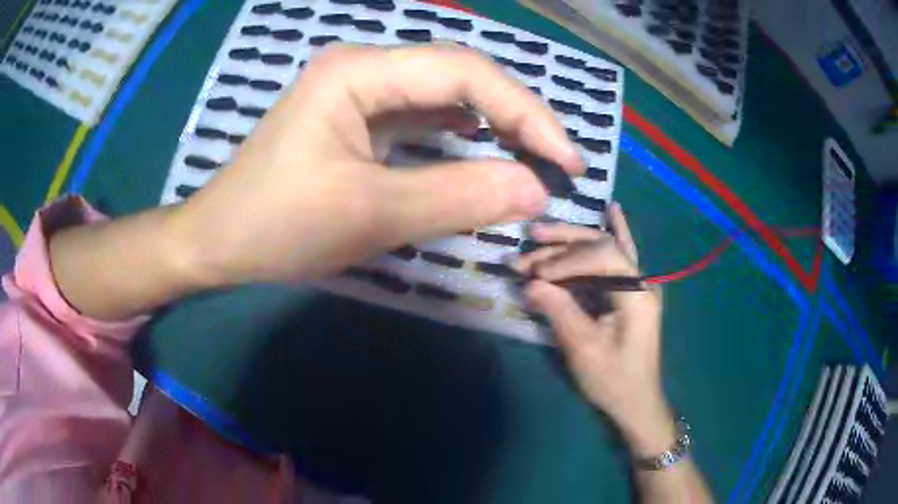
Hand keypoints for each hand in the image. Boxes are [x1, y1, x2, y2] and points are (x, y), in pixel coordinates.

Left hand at [170, 44, 582, 286]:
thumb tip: (537, 191)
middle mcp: (363, 68)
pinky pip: (424, 116)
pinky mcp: (359, 119)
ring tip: (534, 158)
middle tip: (557, 163)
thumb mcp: (371, 214)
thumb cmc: (277, 226)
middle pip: (459, 76)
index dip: (526, 112)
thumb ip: (460, 197)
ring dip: (494, 124)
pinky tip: (486, 149)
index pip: (464, 72)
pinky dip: (462, 135)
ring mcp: (360, 92)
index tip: (566, 161)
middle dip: (516, 117)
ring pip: (445, 95)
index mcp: (358, 72)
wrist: (220, 242)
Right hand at [517, 205, 673, 456]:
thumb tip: (529, 284)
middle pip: (602, 246)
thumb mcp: (584, 350)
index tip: (535, 273)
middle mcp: (641, 282)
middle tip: (529, 240)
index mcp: (637, 295)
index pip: (602, 257)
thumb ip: (559, 311)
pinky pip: (622, 256)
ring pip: (605, 250)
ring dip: (571, 243)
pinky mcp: (631, 293)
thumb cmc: (613, 381)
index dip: (566, 259)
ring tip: (540, 233)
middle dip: (562, 244)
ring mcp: (638, 285)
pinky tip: (614, 209)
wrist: (637, 402)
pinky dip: (616, 232)